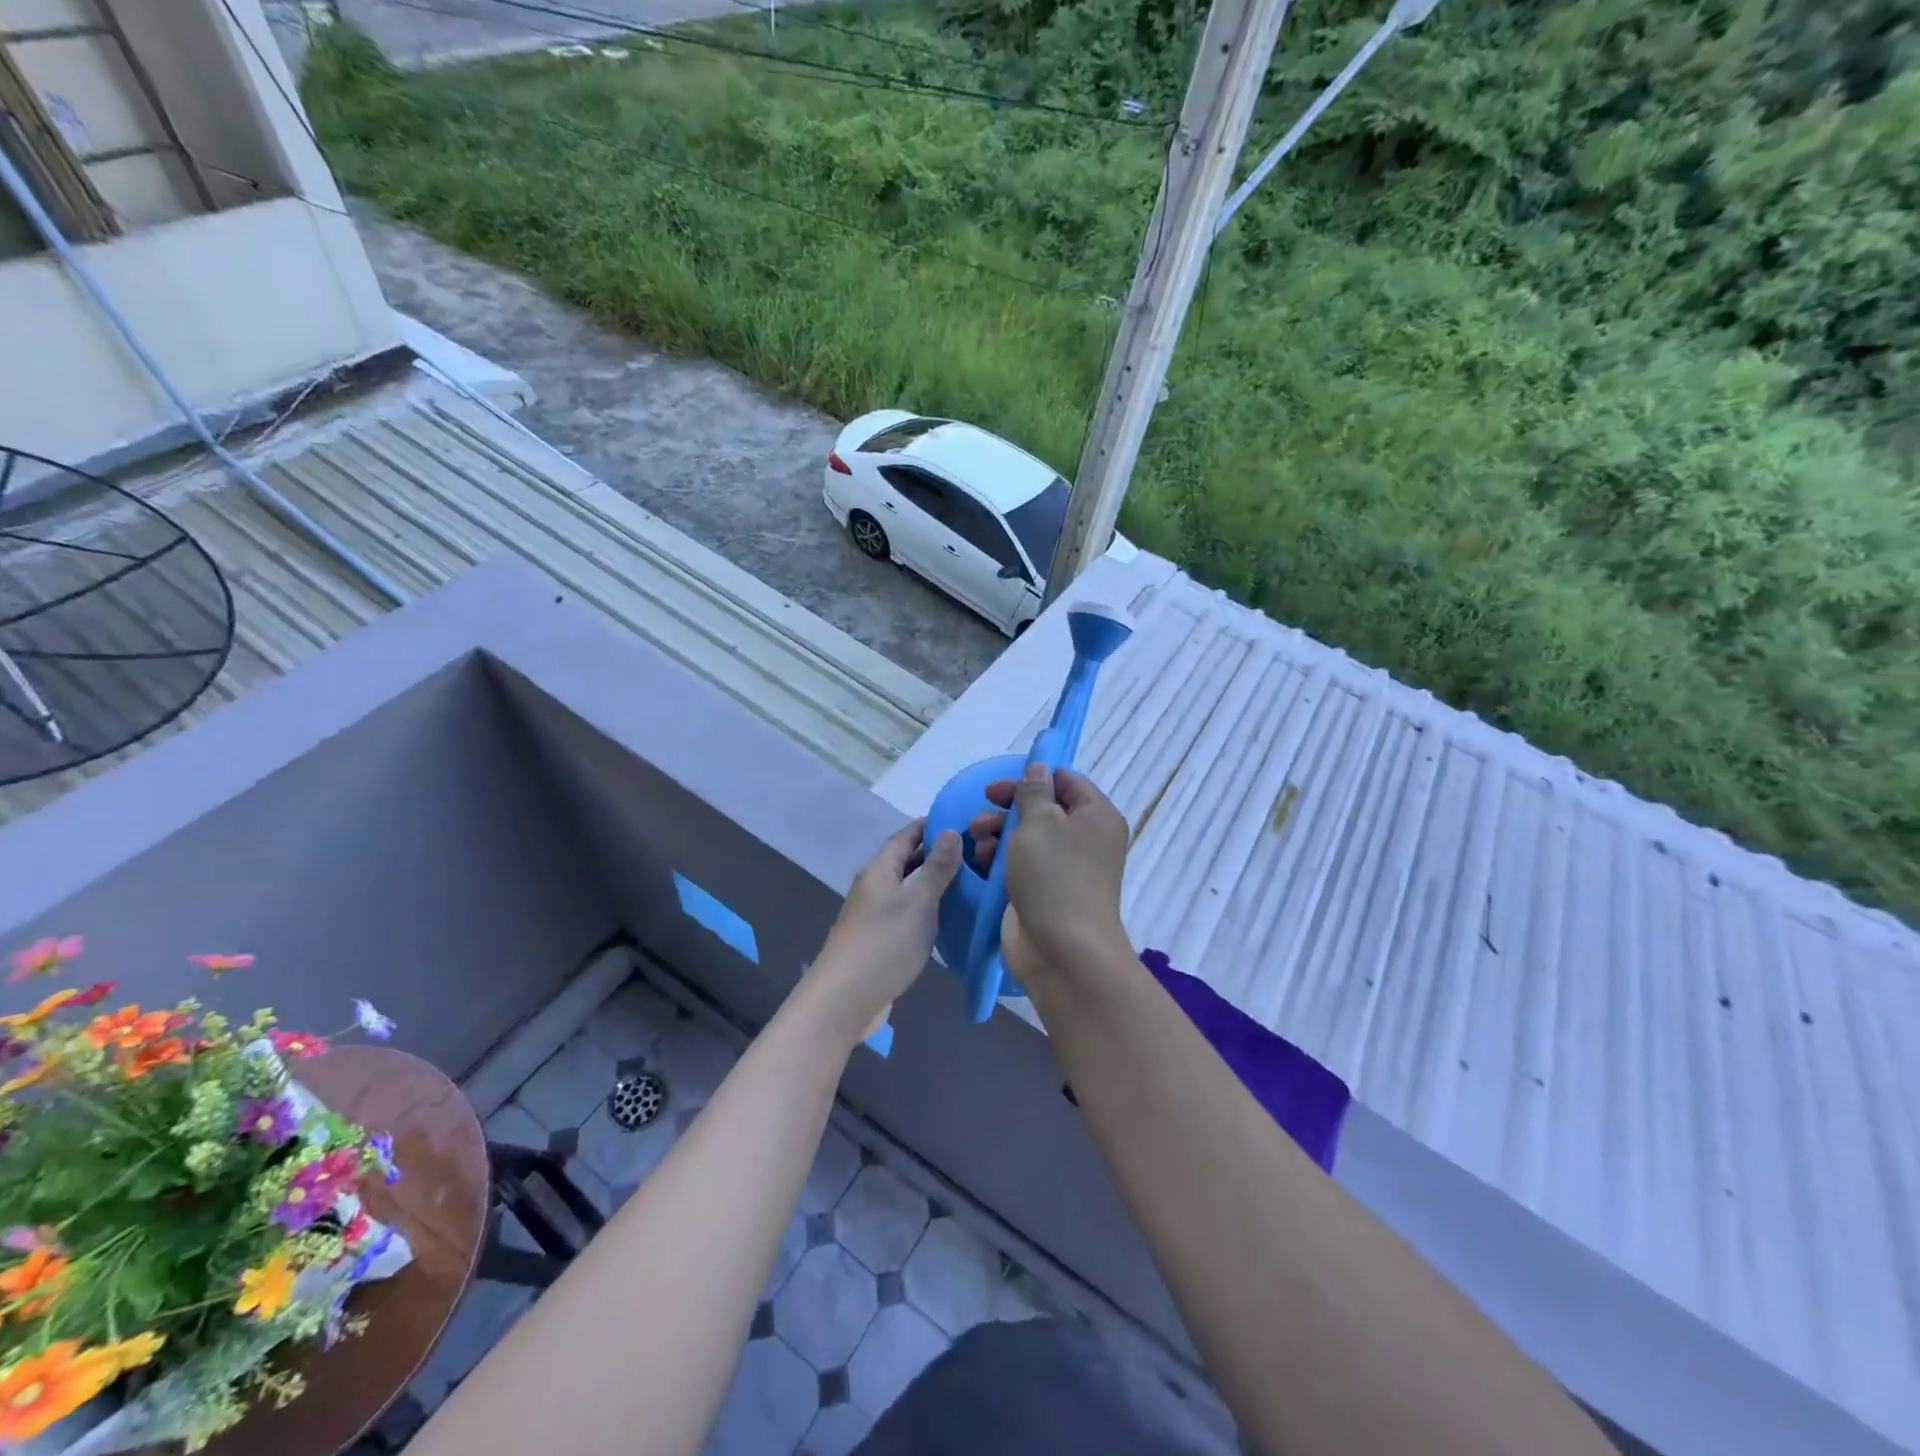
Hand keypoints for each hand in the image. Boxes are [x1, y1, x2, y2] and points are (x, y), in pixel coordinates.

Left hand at [800, 819, 960, 1046]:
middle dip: (939, 854)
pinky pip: (909, 914)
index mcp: (880, 869)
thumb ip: (937, 868)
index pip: (907, 835)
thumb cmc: (884, 944)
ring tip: (972, 883)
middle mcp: (875, 886)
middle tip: (978, 854)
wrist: (844, 1000)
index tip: (966, 821)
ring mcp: (876, 915)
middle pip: (908, 861)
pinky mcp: (881, 940)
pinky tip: (951, 918)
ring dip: (936, 884)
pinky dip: (929, 910)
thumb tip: (951, 831)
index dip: (933, 825)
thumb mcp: (918, 902)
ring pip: (910, 889)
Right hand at [967, 764, 1131, 985]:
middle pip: (1044, 808)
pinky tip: (980, 859)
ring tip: (976, 837)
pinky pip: (1022, 863)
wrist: (1062, 949)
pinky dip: (1001, 857)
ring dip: (999, 831)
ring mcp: (1066, 867)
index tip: (1002, 785)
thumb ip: (1034, 791)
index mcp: (1097, 815)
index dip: (1034, 777)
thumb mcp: (1039, 822)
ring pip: (1029, 836)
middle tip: (983, 808)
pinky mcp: (1046, 890)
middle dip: (1009, 807)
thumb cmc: (1054, 875)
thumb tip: (1039, 769)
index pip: (1067, 781)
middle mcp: (1086, 838)